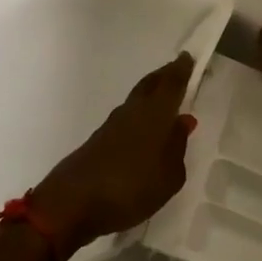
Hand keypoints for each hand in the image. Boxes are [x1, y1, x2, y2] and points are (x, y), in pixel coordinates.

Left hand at [28, 52, 197, 258]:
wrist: (72, 203)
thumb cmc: (130, 187)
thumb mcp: (169, 175)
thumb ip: (177, 147)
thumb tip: (182, 122)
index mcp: (154, 114)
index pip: (171, 83)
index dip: (181, 69)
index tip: (188, 57)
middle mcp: (133, 112)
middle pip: (150, 85)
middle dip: (164, 76)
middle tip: (178, 71)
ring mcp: (112, 126)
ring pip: (137, 101)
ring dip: (151, 95)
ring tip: (166, 99)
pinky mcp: (99, 142)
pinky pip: (127, 119)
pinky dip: (140, 116)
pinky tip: (145, 130)